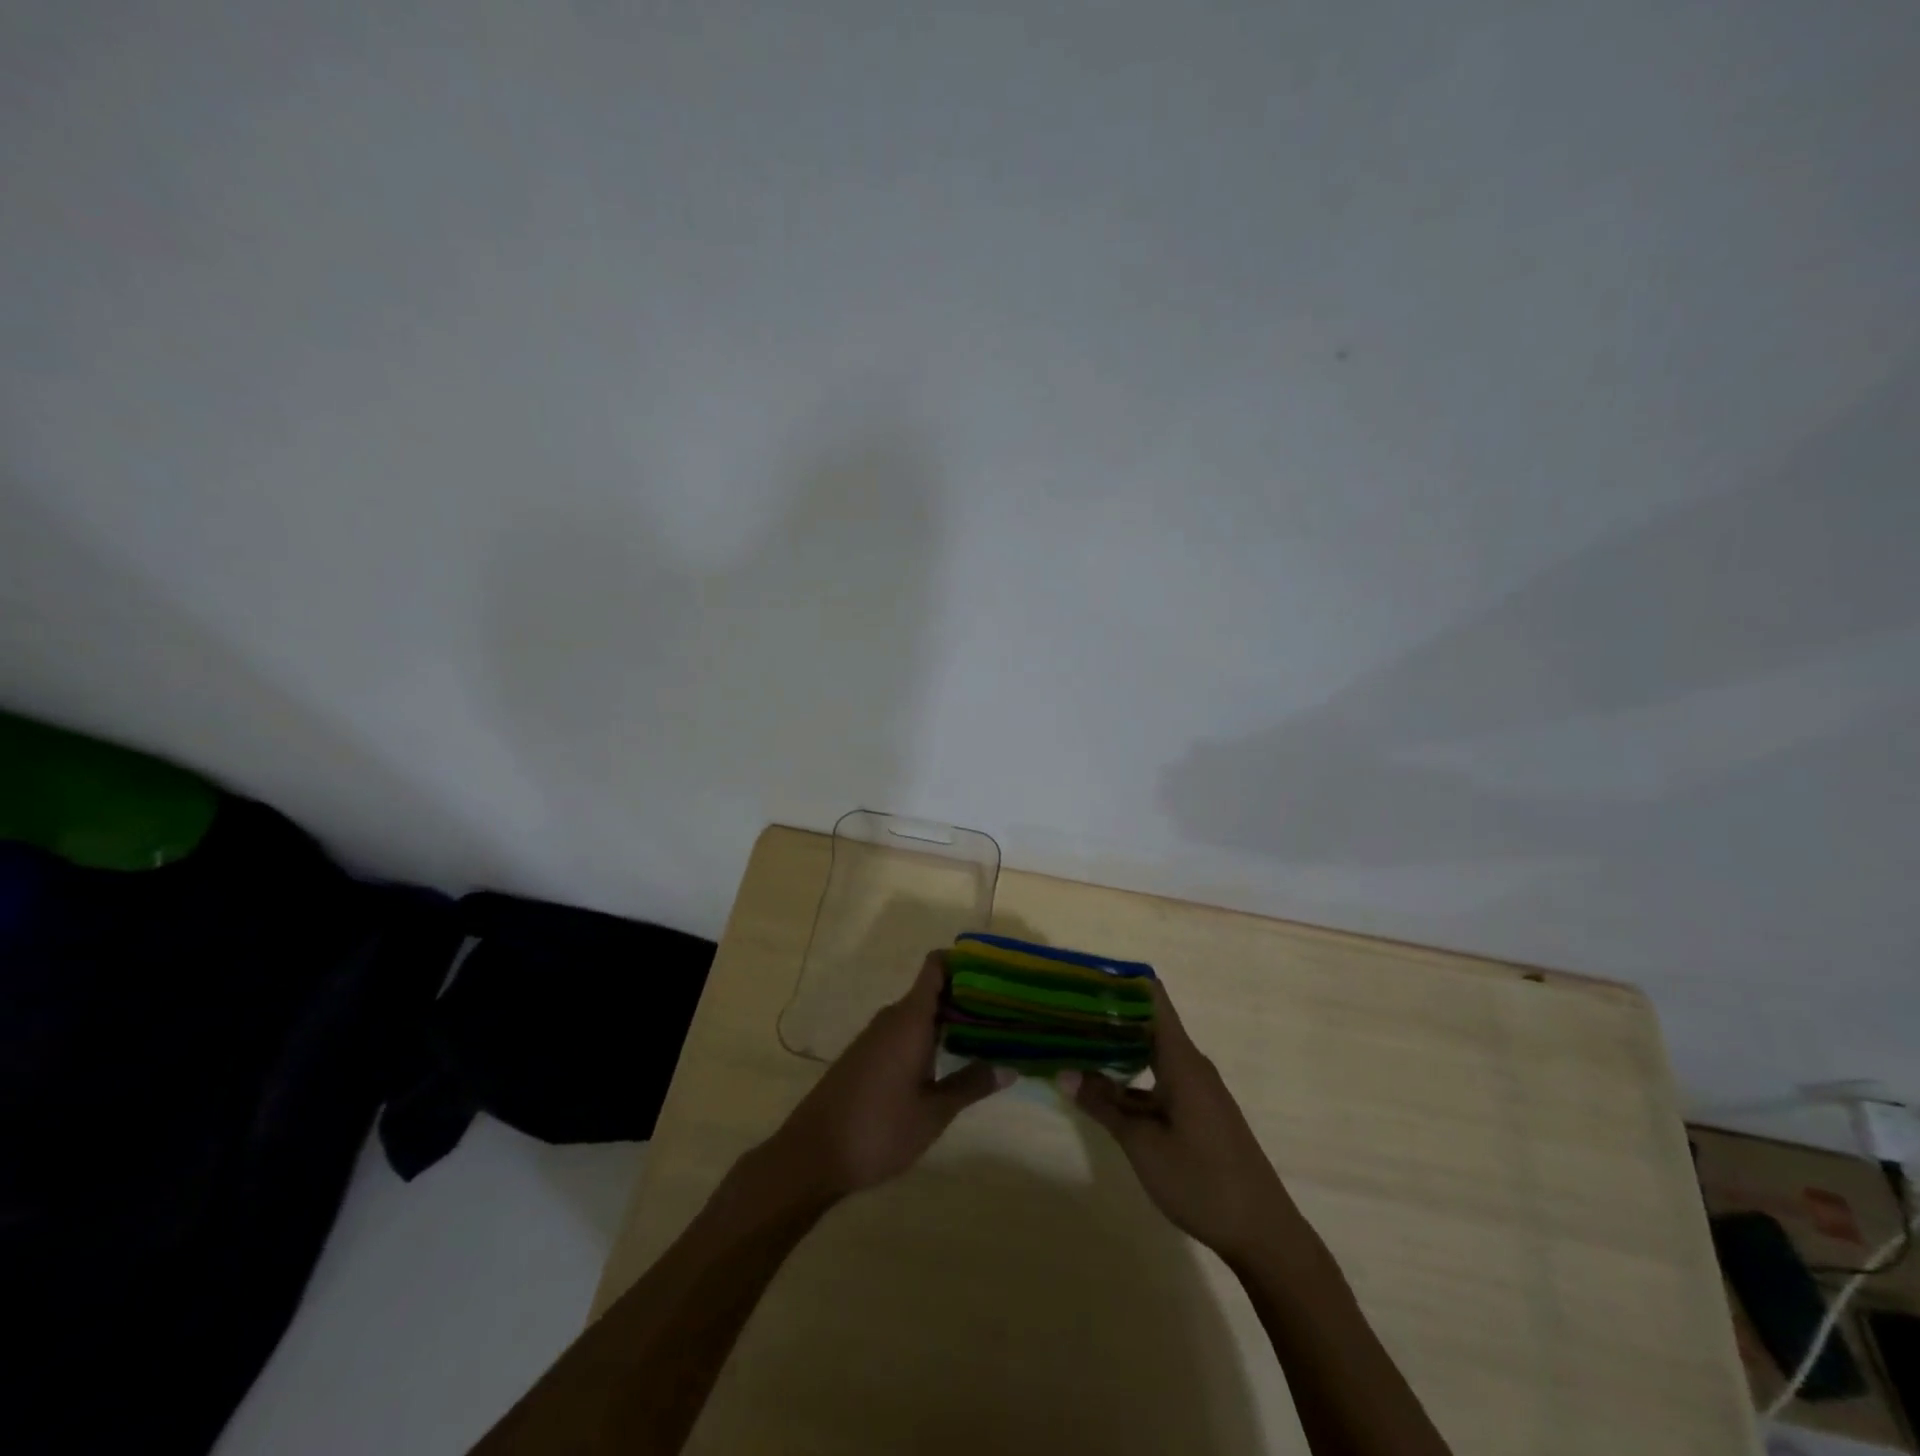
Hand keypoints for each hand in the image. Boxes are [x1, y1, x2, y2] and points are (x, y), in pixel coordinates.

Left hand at [766, 951, 1011, 1200]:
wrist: (812, 1154)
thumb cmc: (878, 1129)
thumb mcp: (933, 1112)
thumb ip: (971, 1084)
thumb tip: (1010, 1067)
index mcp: (910, 1019)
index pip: (936, 967)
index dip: (964, 961)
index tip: (995, 972)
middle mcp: (892, 1018)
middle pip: (933, 990)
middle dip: (967, 997)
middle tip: (1005, 1011)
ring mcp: (876, 1036)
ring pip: (920, 1013)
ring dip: (949, 1019)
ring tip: (987, 1034)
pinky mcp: (867, 1055)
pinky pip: (905, 1031)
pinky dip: (929, 1036)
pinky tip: (949, 1058)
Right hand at [1062, 980, 1288, 1263]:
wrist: (1263, 1234)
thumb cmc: (1202, 1181)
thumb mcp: (1143, 1144)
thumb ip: (1103, 1106)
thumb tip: (1064, 1073)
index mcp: (1181, 1060)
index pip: (1152, 999)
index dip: (1121, 982)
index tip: (1084, 976)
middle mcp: (1190, 1065)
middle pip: (1147, 1023)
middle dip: (1109, 1015)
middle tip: (1066, 1008)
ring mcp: (1196, 1090)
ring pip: (1151, 1054)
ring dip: (1117, 1048)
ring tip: (1075, 1040)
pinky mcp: (1197, 1112)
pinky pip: (1158, 1078)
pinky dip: (1131, 1077)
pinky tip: (1103, 1088)